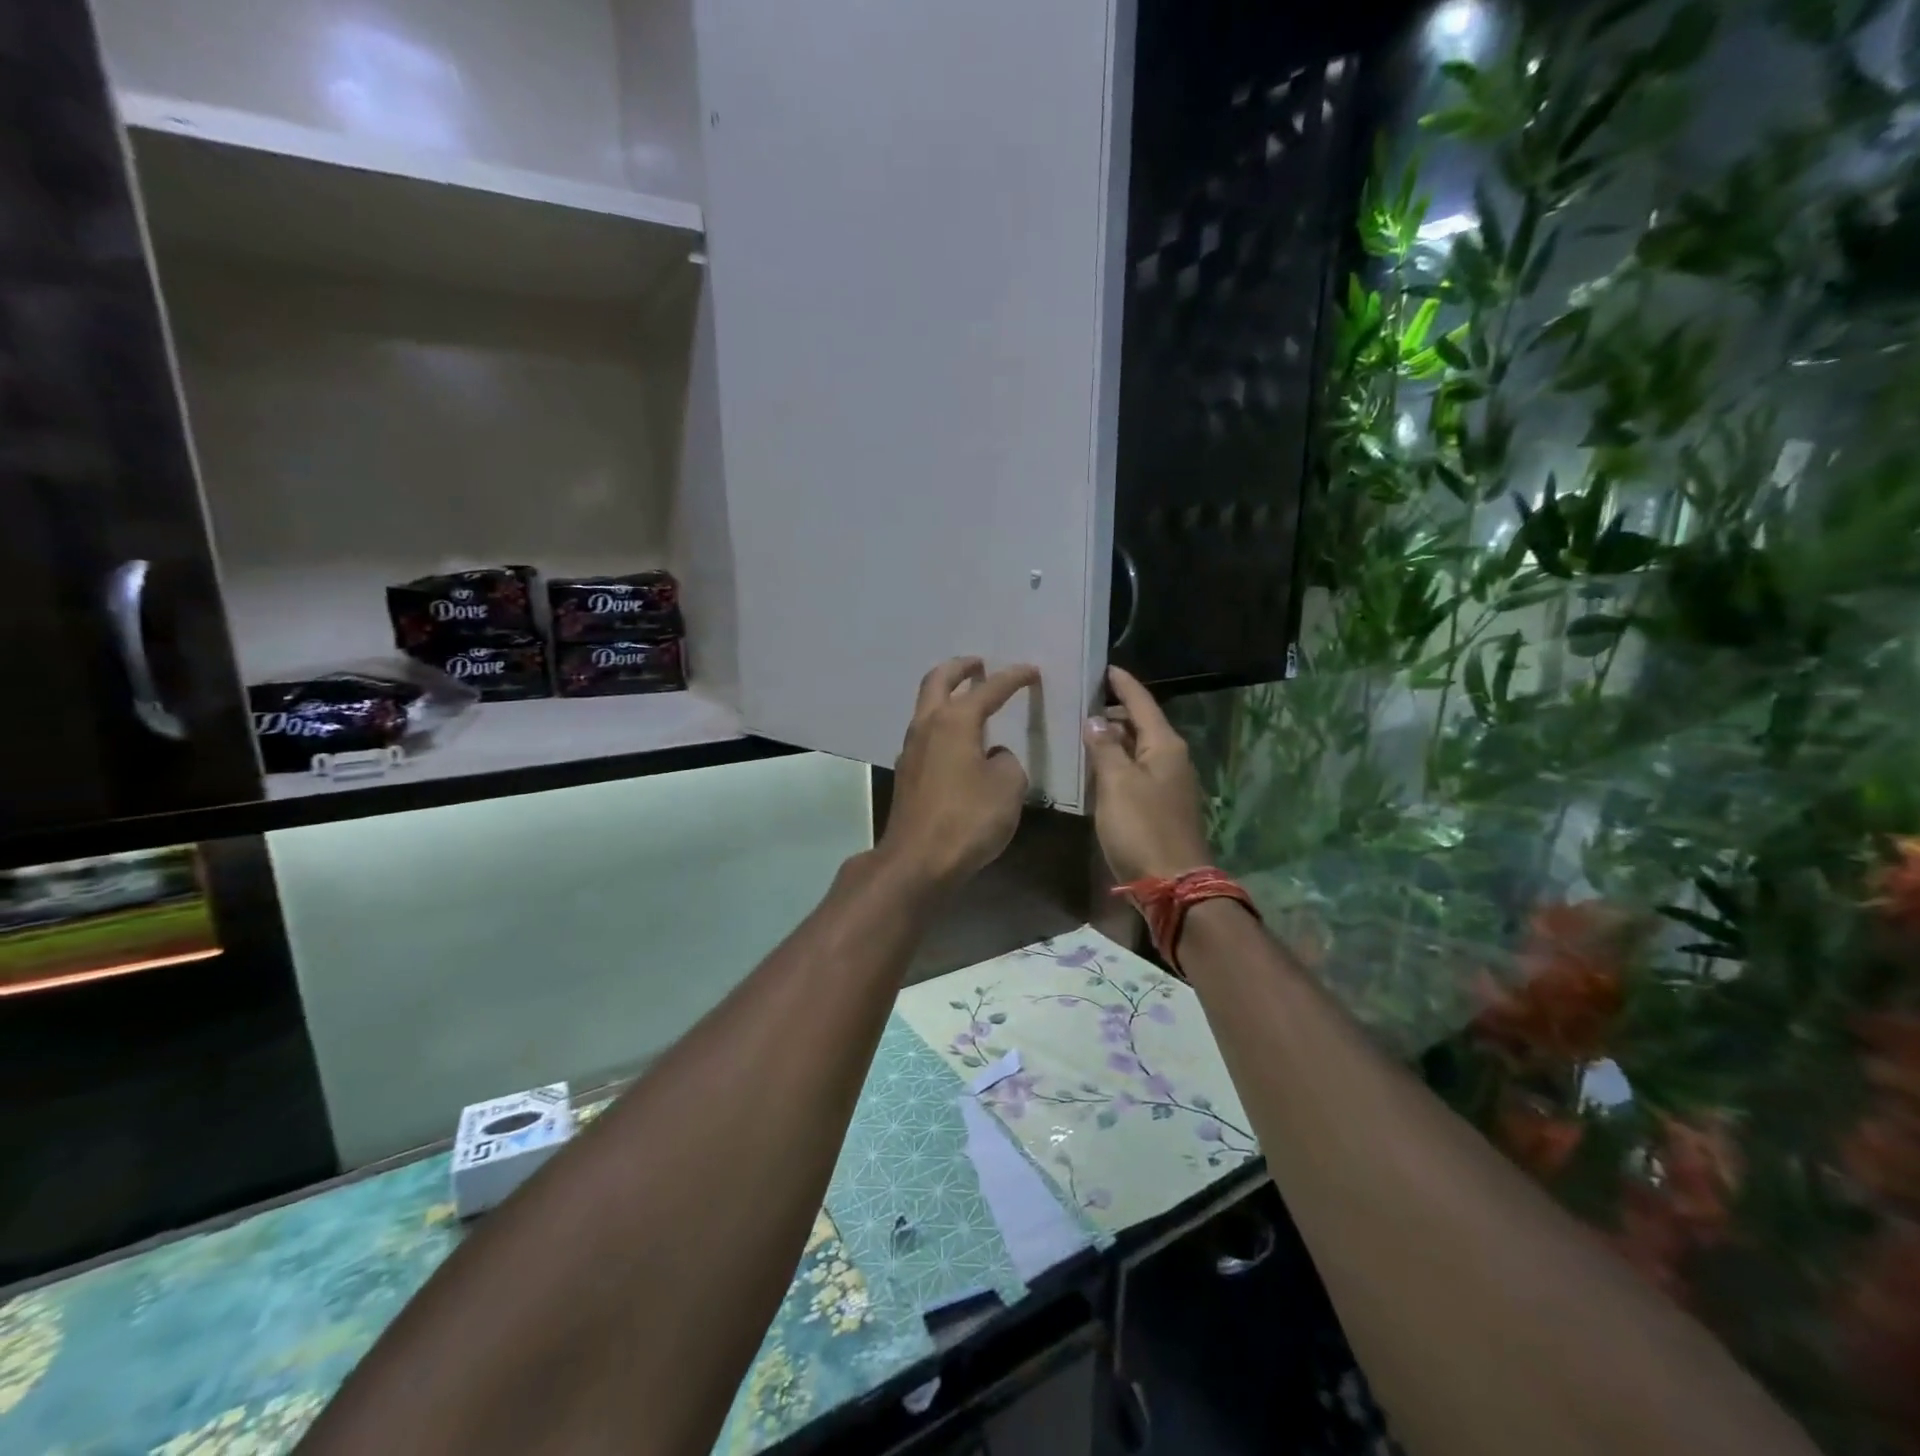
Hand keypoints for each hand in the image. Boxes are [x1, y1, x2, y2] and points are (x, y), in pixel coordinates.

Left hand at [877, 657, 1040, 892]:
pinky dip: (942, 725)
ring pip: (926, 707)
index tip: (1030, 671)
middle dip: (960, 668)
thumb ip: (1006, 761)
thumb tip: (992, 756)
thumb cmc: (968, 818)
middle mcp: (927, 726)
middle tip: (979, 664)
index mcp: (955, 721)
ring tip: (969, 700)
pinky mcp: (907, 774)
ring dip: (946, 696)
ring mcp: (911, 750)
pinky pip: (925, 735)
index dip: (1013, 678)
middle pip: (938, 681)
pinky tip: (957, 742)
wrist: (918, 860)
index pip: (988, 689)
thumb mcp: (1008, 786)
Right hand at [1083, 666, 1212, 883]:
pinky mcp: (1162, 805)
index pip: (1142, 703)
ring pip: (1139, 748)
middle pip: (1142, 724)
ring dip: (1115, 738)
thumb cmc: (1142, 827)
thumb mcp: (1116, 783)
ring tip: (1084, 730)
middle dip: (1115, 711)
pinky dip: (1119, 762)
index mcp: (1165, 746)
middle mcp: (1172, 758)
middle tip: (1082, 702)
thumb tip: (1096, 720)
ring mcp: (1169, 783)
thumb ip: (1105, 748)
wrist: (1172, 883)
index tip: (1105, 668)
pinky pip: (1138, 771)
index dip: (1123, 684)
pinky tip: (1098, 767)